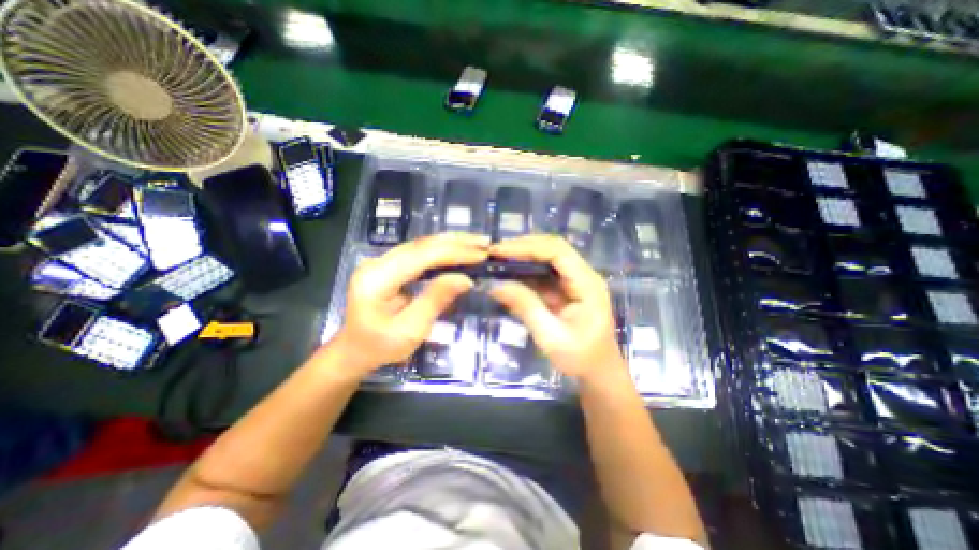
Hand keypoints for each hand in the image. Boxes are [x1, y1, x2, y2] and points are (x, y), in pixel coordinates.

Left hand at [334, 232, 488, 373]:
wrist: (354, 350)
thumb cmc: (380, 347)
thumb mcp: (411, 330)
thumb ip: (436, 300)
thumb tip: (465, 278)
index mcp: (376, 279)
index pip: (421, 256)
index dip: (453, 252)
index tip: (481, 254)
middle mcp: (376, 262)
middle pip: (421, 244)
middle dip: (456, 242)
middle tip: (485, 243)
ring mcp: (381, 261)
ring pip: (421, 244)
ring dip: (451, 242)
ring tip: (477, 244)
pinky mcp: (389, 265)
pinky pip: (419, 252)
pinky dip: (442, 250)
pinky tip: (459, 250)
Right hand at [489, 232, 626, 381]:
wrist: (598, 372)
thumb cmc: (580, 358)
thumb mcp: (550, 336)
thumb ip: (525, 307)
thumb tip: (494, 284)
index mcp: (587, 284)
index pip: (557, 251)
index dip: (528, 247)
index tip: (500, 251)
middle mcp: (582, 275)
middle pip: (552, 248)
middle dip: (523, 247)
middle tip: (494, 253)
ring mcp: (574, 281)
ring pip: (547, 258)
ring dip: (522, 257)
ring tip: (497, 260)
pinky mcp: (565, 289)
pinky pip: (543, 273)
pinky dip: (524, 271)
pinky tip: (508, 274)